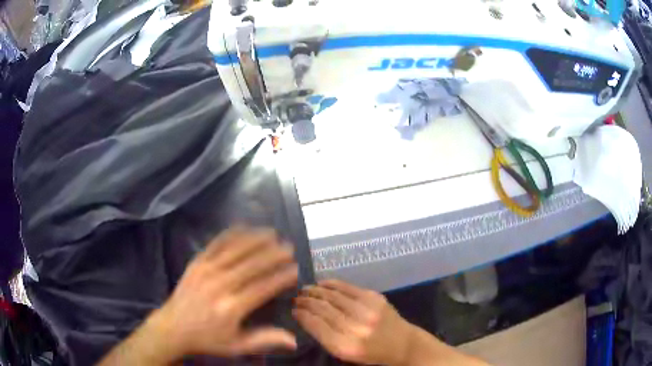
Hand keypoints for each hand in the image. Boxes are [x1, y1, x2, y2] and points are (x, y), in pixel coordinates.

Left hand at [147, 227, 298, 359]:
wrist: (172, 327)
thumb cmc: (206, 338)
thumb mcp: (236, 346)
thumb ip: (264, 340)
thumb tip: (294, 340)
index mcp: (231, 307)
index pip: (262, 288)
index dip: (280, 277)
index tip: (295, 269)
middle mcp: (220, 285)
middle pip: (251, 265)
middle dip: (272, 254)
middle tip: (289, 246)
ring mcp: (206, 270)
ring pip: (235, 250)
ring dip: (255, 240)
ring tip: (272, 233)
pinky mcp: (196, 262)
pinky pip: (216, 244)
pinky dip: (231, 234)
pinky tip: (243, 227)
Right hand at [293, 280, 413, 364]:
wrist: (403, 344)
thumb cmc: (371, 354)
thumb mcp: (345, 354)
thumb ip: (325, 338)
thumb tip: (306, 317)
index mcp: (345, 346)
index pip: (316, 326)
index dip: (302, 315)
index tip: (293, 310)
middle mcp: (356, 327)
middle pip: (323, 309)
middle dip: (306, 302)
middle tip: (296, 298)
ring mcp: (367, 310)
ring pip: (333, 296)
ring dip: (316, 291)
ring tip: (305, 289)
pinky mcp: (375, 298)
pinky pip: (348, 287)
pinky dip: (332, 284)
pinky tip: (322, 283)